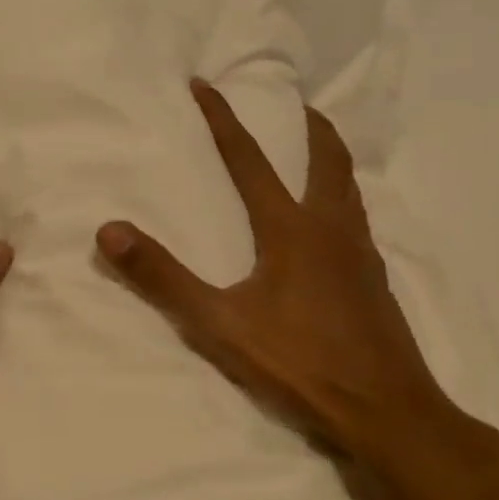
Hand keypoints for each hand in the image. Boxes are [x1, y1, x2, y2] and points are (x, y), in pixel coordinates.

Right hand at [96, 80, 463, 480]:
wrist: (390, 416)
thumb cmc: (302, 364)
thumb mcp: (220, 323)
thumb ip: (163, 277)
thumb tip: (109, 230)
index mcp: (293, 230)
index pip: (249, 159)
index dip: (223, 119)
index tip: (204, 84)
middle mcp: (332, 230)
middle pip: (326, 160)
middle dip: (308, 126)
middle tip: (297, 104)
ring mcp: (361, 256)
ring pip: (349, 188)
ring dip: (330, 159)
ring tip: (316, 151)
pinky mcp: (375, 282)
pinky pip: (357, 220)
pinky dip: (341, 199)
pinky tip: (331, 226)